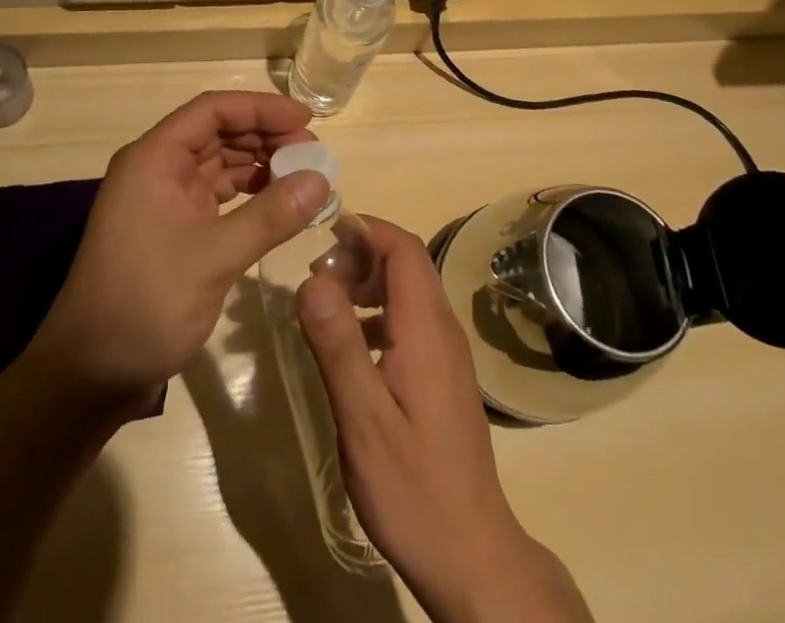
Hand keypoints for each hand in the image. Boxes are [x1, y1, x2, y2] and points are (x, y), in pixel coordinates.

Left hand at [31, 90, 329, 403]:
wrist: (89, 375)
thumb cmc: (144, 303)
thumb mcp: (213, 258)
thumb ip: (270, 216)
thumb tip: (322, 179)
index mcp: (154, 158)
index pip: (212, 110)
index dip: (260, 108)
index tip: (306, 121)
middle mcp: (157, 169)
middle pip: (218, 133)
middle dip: (266, 137)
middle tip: (313, 154)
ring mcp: (164, 199)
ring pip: (220, 164)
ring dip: (260, 165)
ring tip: (304, 176)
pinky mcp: (173, 228)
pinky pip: (217, 195)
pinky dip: (249, 195)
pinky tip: (279, 204)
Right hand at [297, 219, 593, 622]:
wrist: (471, 556)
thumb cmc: (413, 488)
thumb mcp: (363, 419)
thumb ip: (337, 344)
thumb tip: (312, 278)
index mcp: (426, 328)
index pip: (403, 247)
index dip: (366, 229)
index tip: (323, 234)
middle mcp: (442, 328)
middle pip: (406, 262)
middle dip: (360, 253)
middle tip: (315, 278)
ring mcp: (445, 352)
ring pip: (407, 289)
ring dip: (366, 282)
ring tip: (324, 306)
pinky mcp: (441, 375)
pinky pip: (408, 319)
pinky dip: (376, 312)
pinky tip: (349, 346)